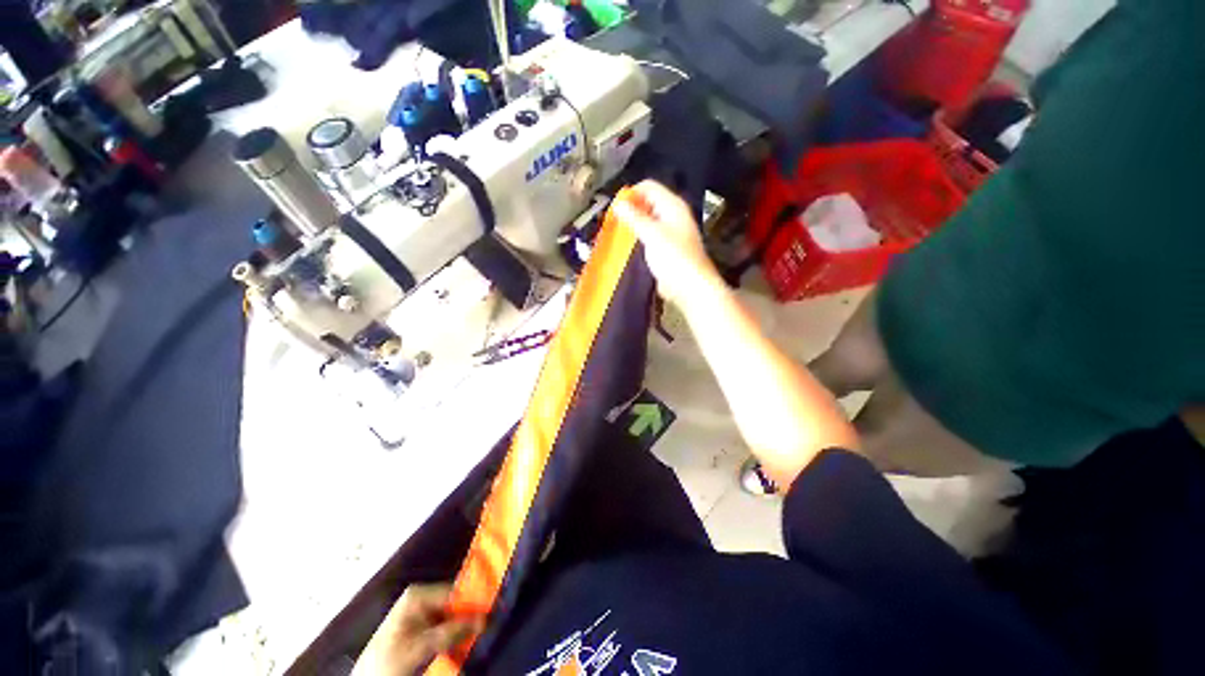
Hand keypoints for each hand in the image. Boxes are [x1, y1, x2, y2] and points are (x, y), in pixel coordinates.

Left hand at [351, 584, 483, 675]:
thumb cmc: (388, 660)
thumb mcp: (419, 646)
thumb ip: (450, 631)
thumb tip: (484, 619)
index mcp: (418, 594)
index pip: (456, 592)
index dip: (475, 601)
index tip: (495, 609)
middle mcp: (422, 598)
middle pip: (456, 603)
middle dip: (471, 614)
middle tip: (492, 622)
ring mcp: (422, 614)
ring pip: (454, 616)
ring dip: (466, 626)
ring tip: (483, 631)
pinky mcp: (423, 629)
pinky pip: (447, 627)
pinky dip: (458, 634)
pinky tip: (468, 639)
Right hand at [612, 181, 721, 307]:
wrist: (689, 287)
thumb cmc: (675, 258)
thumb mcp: (652, 234)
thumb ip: (634, 217)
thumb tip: (619, 204)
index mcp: (673, 206)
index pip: (649, 187)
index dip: (631, 194)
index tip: (615, 208)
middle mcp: (672, 216)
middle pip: (647, 204)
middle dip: (630, 211)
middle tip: (614, 222)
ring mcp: (669, 234)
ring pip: (646, 222)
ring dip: (632, 227)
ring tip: (618, 235)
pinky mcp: (665, 250)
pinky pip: (648, 239)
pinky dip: (637, 240)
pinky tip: (627, 248)